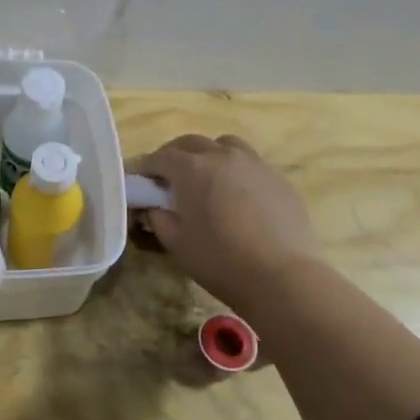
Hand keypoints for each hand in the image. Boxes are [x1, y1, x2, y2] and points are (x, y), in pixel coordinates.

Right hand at [133, 134, 321, 310]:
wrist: (281, 277)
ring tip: (206, 178)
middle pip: (191, 143)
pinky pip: (250, 163)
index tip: (138, 182)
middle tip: (167, 178)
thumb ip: (158, 217)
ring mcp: (254, 164)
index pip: (159, 157)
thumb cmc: (220, 260)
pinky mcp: (278, 178)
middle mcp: (222, 155)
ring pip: (225, 145)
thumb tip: (154, 206)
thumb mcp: (175, 242)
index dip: (144, 168)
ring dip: (208, 155)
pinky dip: (235, 170)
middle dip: (174, 156)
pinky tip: (237, 195)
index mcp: (191, 168)